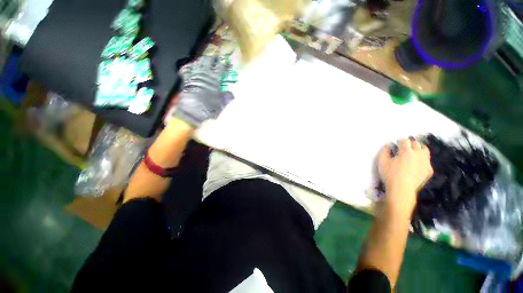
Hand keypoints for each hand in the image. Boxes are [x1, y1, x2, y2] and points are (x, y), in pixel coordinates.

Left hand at [174, 56, 231, 127]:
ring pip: (198, 63)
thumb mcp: (221, 104)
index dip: (223, 62)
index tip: (226, 59)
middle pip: (208, 61)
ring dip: (202, 60)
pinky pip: (187, 70)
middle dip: (212, 57)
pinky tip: (191, 66)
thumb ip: (227, 97)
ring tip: (204, 58)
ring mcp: (194, 76)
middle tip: (215, 54)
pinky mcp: (186, 80)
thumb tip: (232, 94)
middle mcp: (204, 74)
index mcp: (215, 79)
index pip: (220, 67)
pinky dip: (189, 68)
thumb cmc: (209, 108)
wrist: (192, 112)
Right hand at [378, 138, 433, 214]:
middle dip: (410, 143)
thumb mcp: (382, 162)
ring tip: (414, 151)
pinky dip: (423, 159)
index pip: (405, 140)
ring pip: (425, 150)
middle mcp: (418, 154)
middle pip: (416, 144)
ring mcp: (425, 162)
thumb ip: (384, 151)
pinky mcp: (429, 170)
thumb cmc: (390, 174)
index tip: (397, 143)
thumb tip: (388, 144)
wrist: (402, 189)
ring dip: (419, 148)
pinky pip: (427, 160)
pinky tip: (417, 163)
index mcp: (406, 151)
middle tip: (404, 146)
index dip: (400, 140)